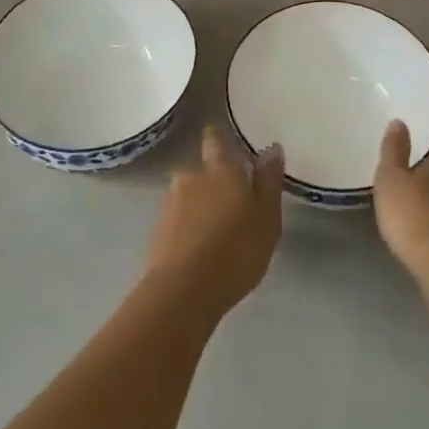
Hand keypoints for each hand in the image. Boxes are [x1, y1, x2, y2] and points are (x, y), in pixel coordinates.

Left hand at [143, 127, 284, 315]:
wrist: (185, 290)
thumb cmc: (237, 250)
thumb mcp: (267, 217)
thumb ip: (268, 181)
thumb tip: (271, 148)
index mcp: (220, 168)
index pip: (214, 139)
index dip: (218, 140)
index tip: (225, 145)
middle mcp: (191, 176)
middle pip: (201, 170)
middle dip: (213, 181)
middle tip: (231, 203)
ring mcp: (170, 202)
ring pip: (188, 195)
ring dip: (199, 205)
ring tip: (216, 231)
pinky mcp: (157, 229)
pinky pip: (177, 219)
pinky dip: (187, 226)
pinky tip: (199, 248)